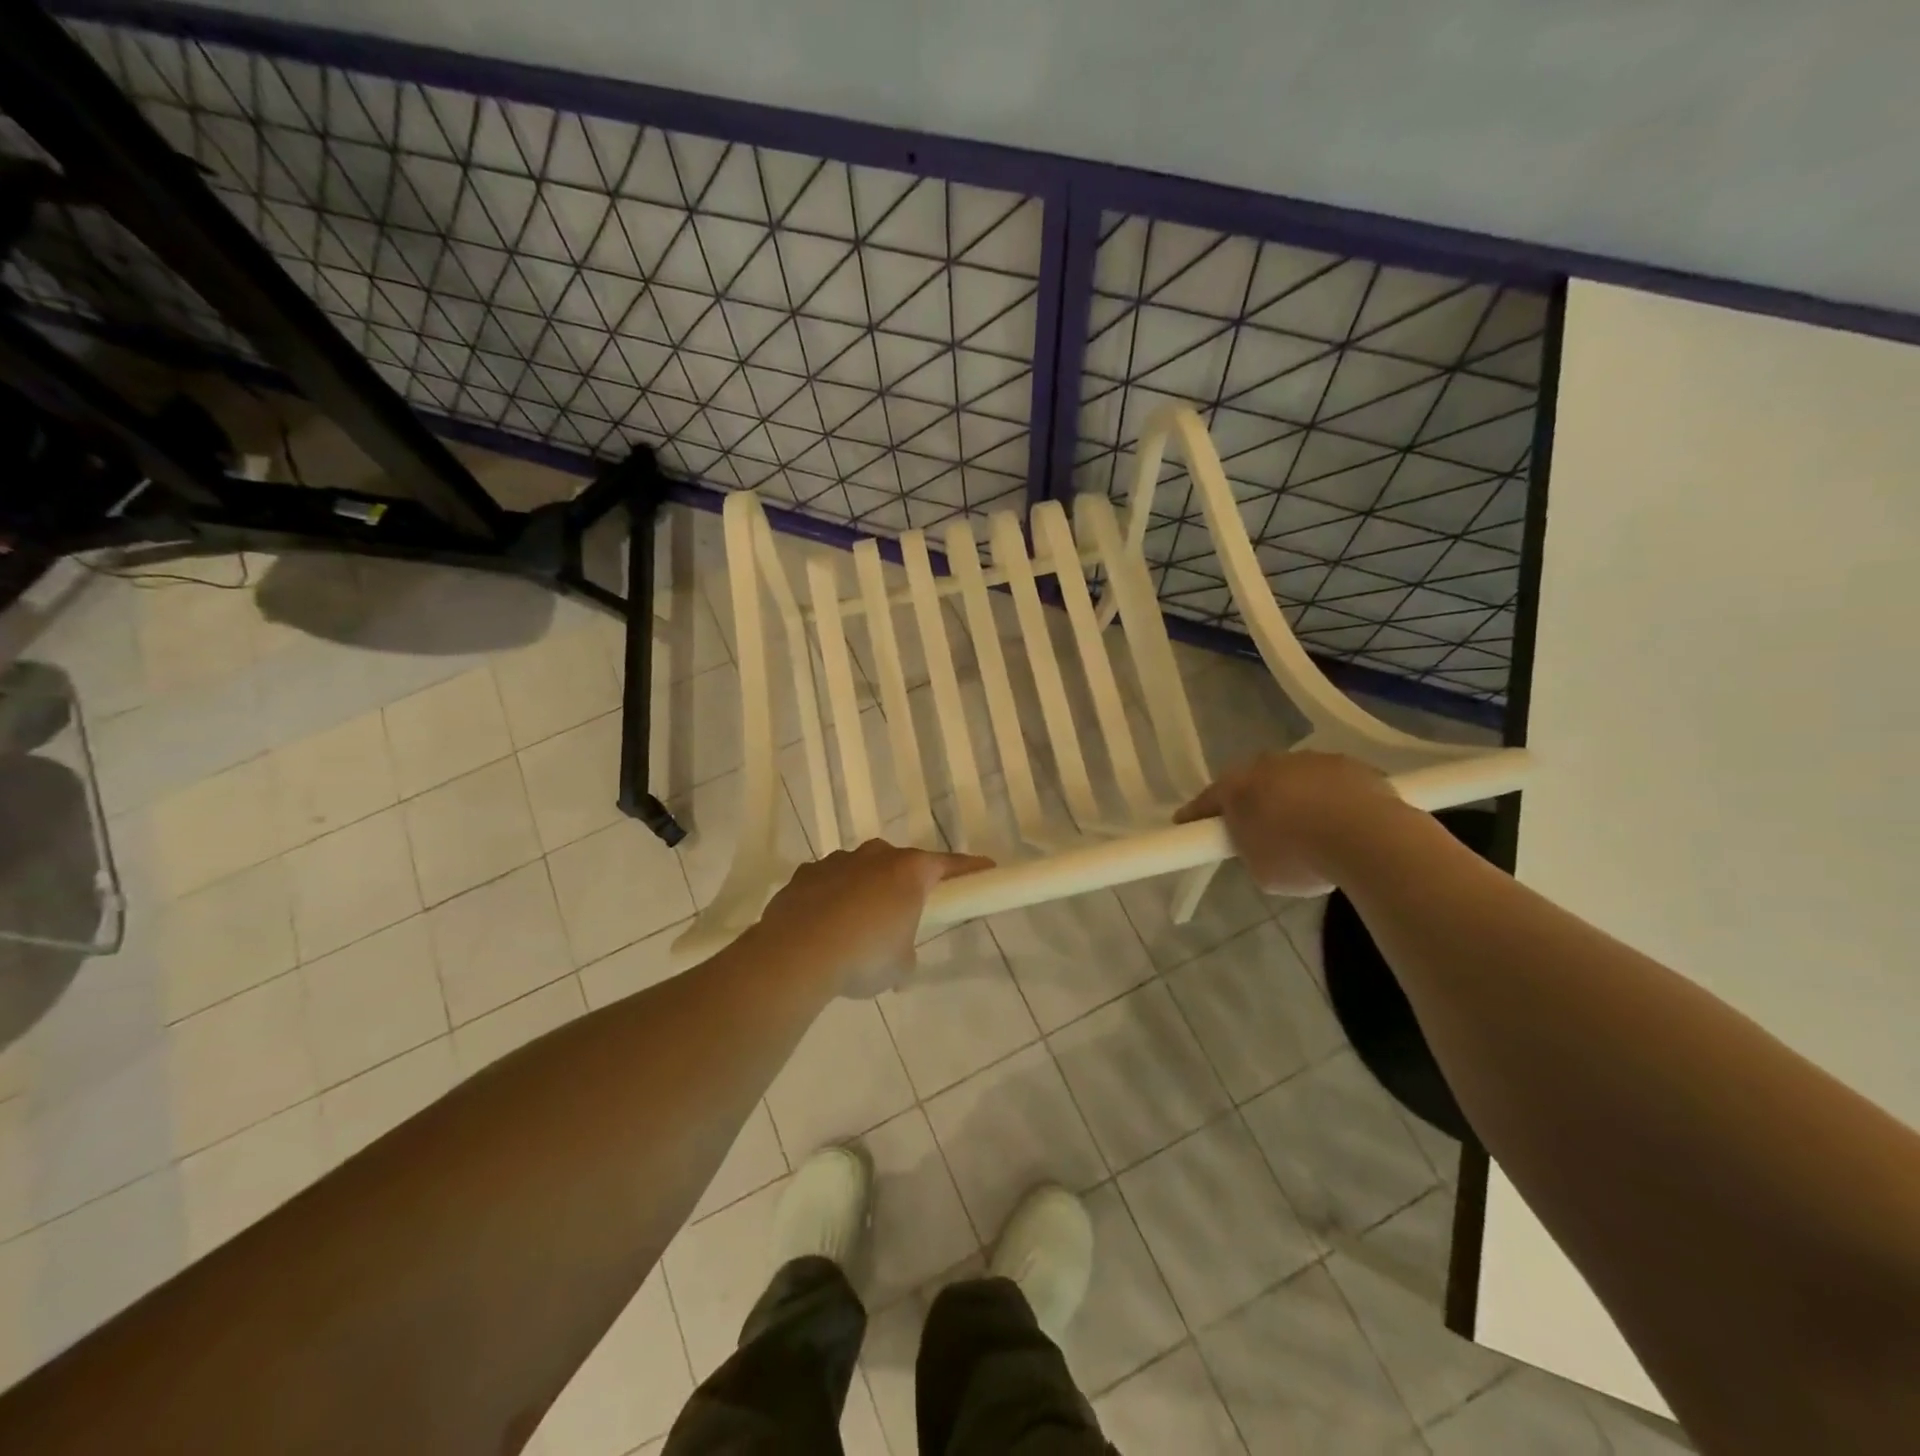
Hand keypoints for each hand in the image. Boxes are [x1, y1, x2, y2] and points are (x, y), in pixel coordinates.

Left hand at [754, 840, 993, 996]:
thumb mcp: (899, 966)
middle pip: (900, 863)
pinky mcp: (804, 875)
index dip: (970, 868)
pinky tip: (825, 927)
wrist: (797, 954)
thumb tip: (899, 962)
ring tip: (857, 928)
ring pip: (860, 870)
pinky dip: (832, 899)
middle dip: (905, 883)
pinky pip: (827, 883)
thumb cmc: (864, 955)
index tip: (987, 868)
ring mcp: (836, 862)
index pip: (949, 864)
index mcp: (908, 871)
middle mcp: (874, 856)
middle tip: (906, 912)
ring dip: (865, 890)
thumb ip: (906, 956)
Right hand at [1174, 751, 1400, 895]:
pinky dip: (1330, 798)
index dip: (1196, 815)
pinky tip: (1342, 822)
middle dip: (1253, 801)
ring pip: (1293, 778)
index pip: (1207, 800)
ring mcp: (1311, 760)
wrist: (1367, 838)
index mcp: (1237, 787)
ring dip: (1294, 797)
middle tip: (1258, 828)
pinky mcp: (1350, 764)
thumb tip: (1262, 845)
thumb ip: (1252, 850)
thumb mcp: (1261, 870)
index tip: (1186, 824)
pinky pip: (1330, 782)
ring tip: (1309, 828)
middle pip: (1252, 781)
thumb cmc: (1300, 857)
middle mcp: (1269, 764)